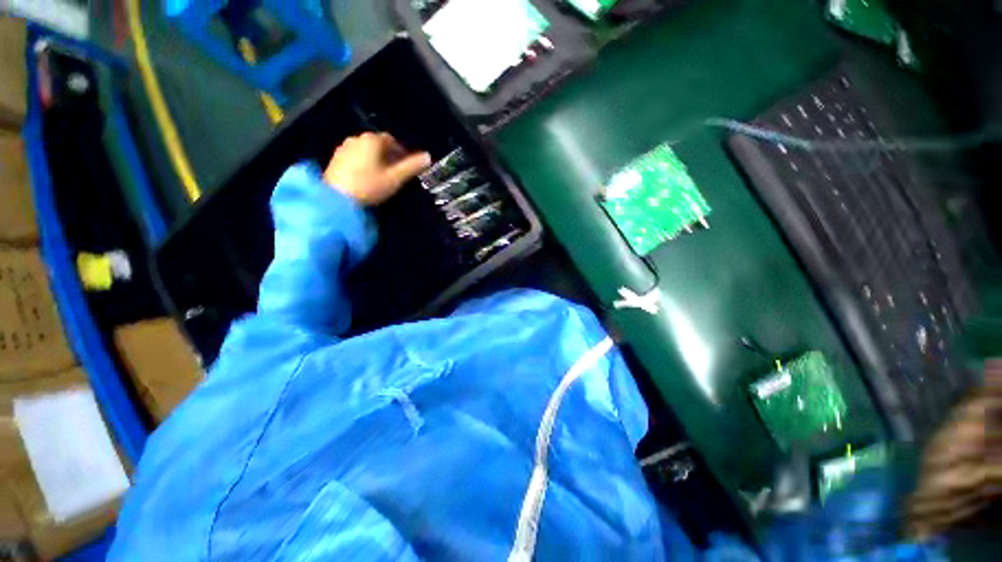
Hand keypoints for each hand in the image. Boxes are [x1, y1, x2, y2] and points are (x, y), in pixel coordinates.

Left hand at [323, 132, 431, 205]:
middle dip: (389, 155)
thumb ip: (412, 166)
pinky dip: (364, 164)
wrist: (337, 199)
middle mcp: (357, 138)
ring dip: (376, 160)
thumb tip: (428, 156)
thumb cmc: (370, 186)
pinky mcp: (335, 159)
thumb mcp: (395, 178)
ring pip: (366, 151)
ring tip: (382, 176)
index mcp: (372, 140)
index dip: (402, 152)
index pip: (392, 140)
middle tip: (396, 172)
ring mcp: (344, 148)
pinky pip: (355, 157)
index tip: (407, 166)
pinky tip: (366, 178)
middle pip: (378, 144)